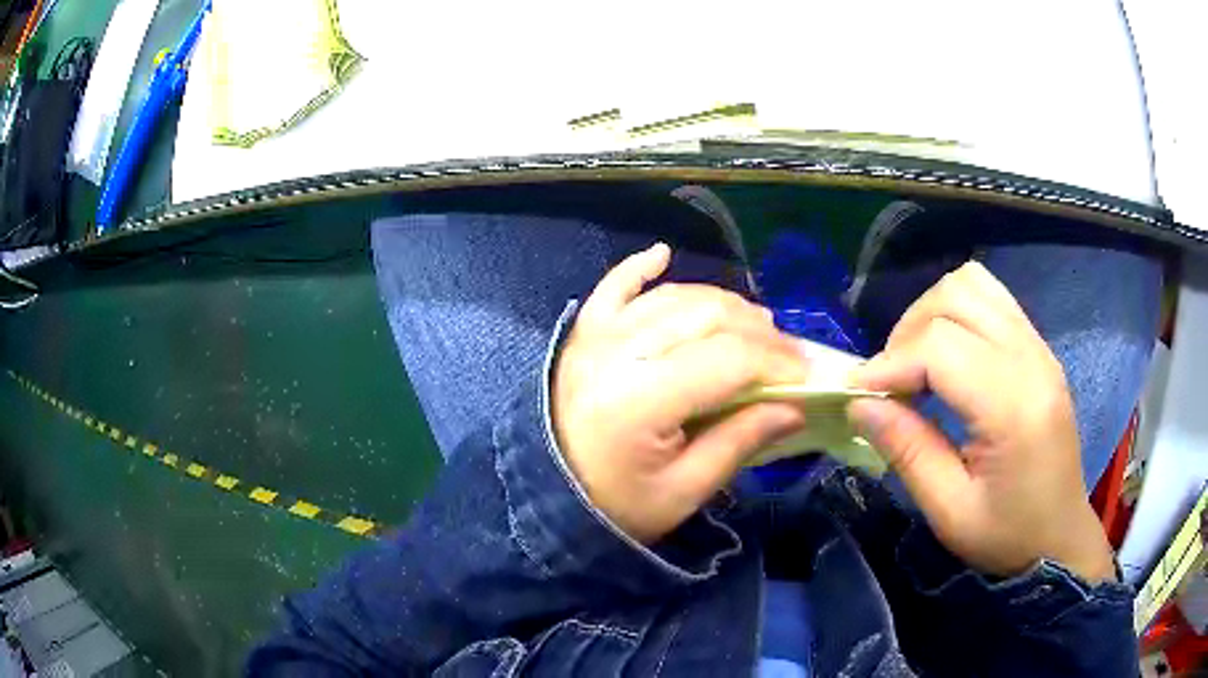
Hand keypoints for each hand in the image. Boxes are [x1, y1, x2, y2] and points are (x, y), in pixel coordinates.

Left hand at [553, 243, 807, 543]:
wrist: (546, 498)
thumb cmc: (616, 506)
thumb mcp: (684, 491)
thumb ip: (741, 440)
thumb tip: (796, 405)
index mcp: (639, 401)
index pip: (728, 359)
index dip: (778, 362)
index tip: (809, 375)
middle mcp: (616, 353)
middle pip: (706, 317)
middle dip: (759, 333)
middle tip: (789, 356)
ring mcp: (595, 336)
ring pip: (674, 298)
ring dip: (722, 305)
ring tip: (756, 327)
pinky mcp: (583, 332)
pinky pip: (614, 286)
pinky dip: (642, 267)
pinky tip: (663, 254)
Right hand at [848, 262, 1114, 581]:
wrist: (1060, 537)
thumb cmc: (1007, 536)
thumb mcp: (950, 511)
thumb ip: (908, 451)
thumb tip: (859, 405)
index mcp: (1014, 407)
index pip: (940, 347)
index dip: (889, 363)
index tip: (857, 395)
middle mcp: (1031, 359)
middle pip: (954, 298)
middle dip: (907, 333)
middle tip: (889, 383)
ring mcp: (1039, 346)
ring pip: (972, 284)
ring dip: (932, 313)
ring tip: (917, 362)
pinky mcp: (1039, 347)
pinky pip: (991, 298)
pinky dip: (957, 312)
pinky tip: (948, 355)